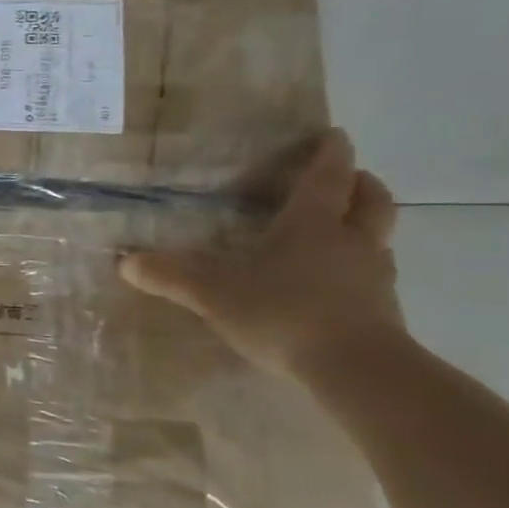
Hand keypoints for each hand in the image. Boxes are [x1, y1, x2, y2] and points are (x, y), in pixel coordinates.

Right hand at [119, 129, 406, 381]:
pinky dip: (359, 269)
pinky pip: (374, 277)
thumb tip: (124, 262)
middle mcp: (350, 243)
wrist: (358, 372)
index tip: (334, 135)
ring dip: (364, 227)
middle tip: (349, 177)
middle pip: (372, 202)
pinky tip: (335, 284)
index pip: (325, 178)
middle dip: (361, 185)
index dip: (330, 154)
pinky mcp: (384, 314)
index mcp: (312, 225)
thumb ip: (169, 275)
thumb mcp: (212, 292)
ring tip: (340, 230)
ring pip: (378, 239)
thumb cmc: (284, 312)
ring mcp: (374, 279)